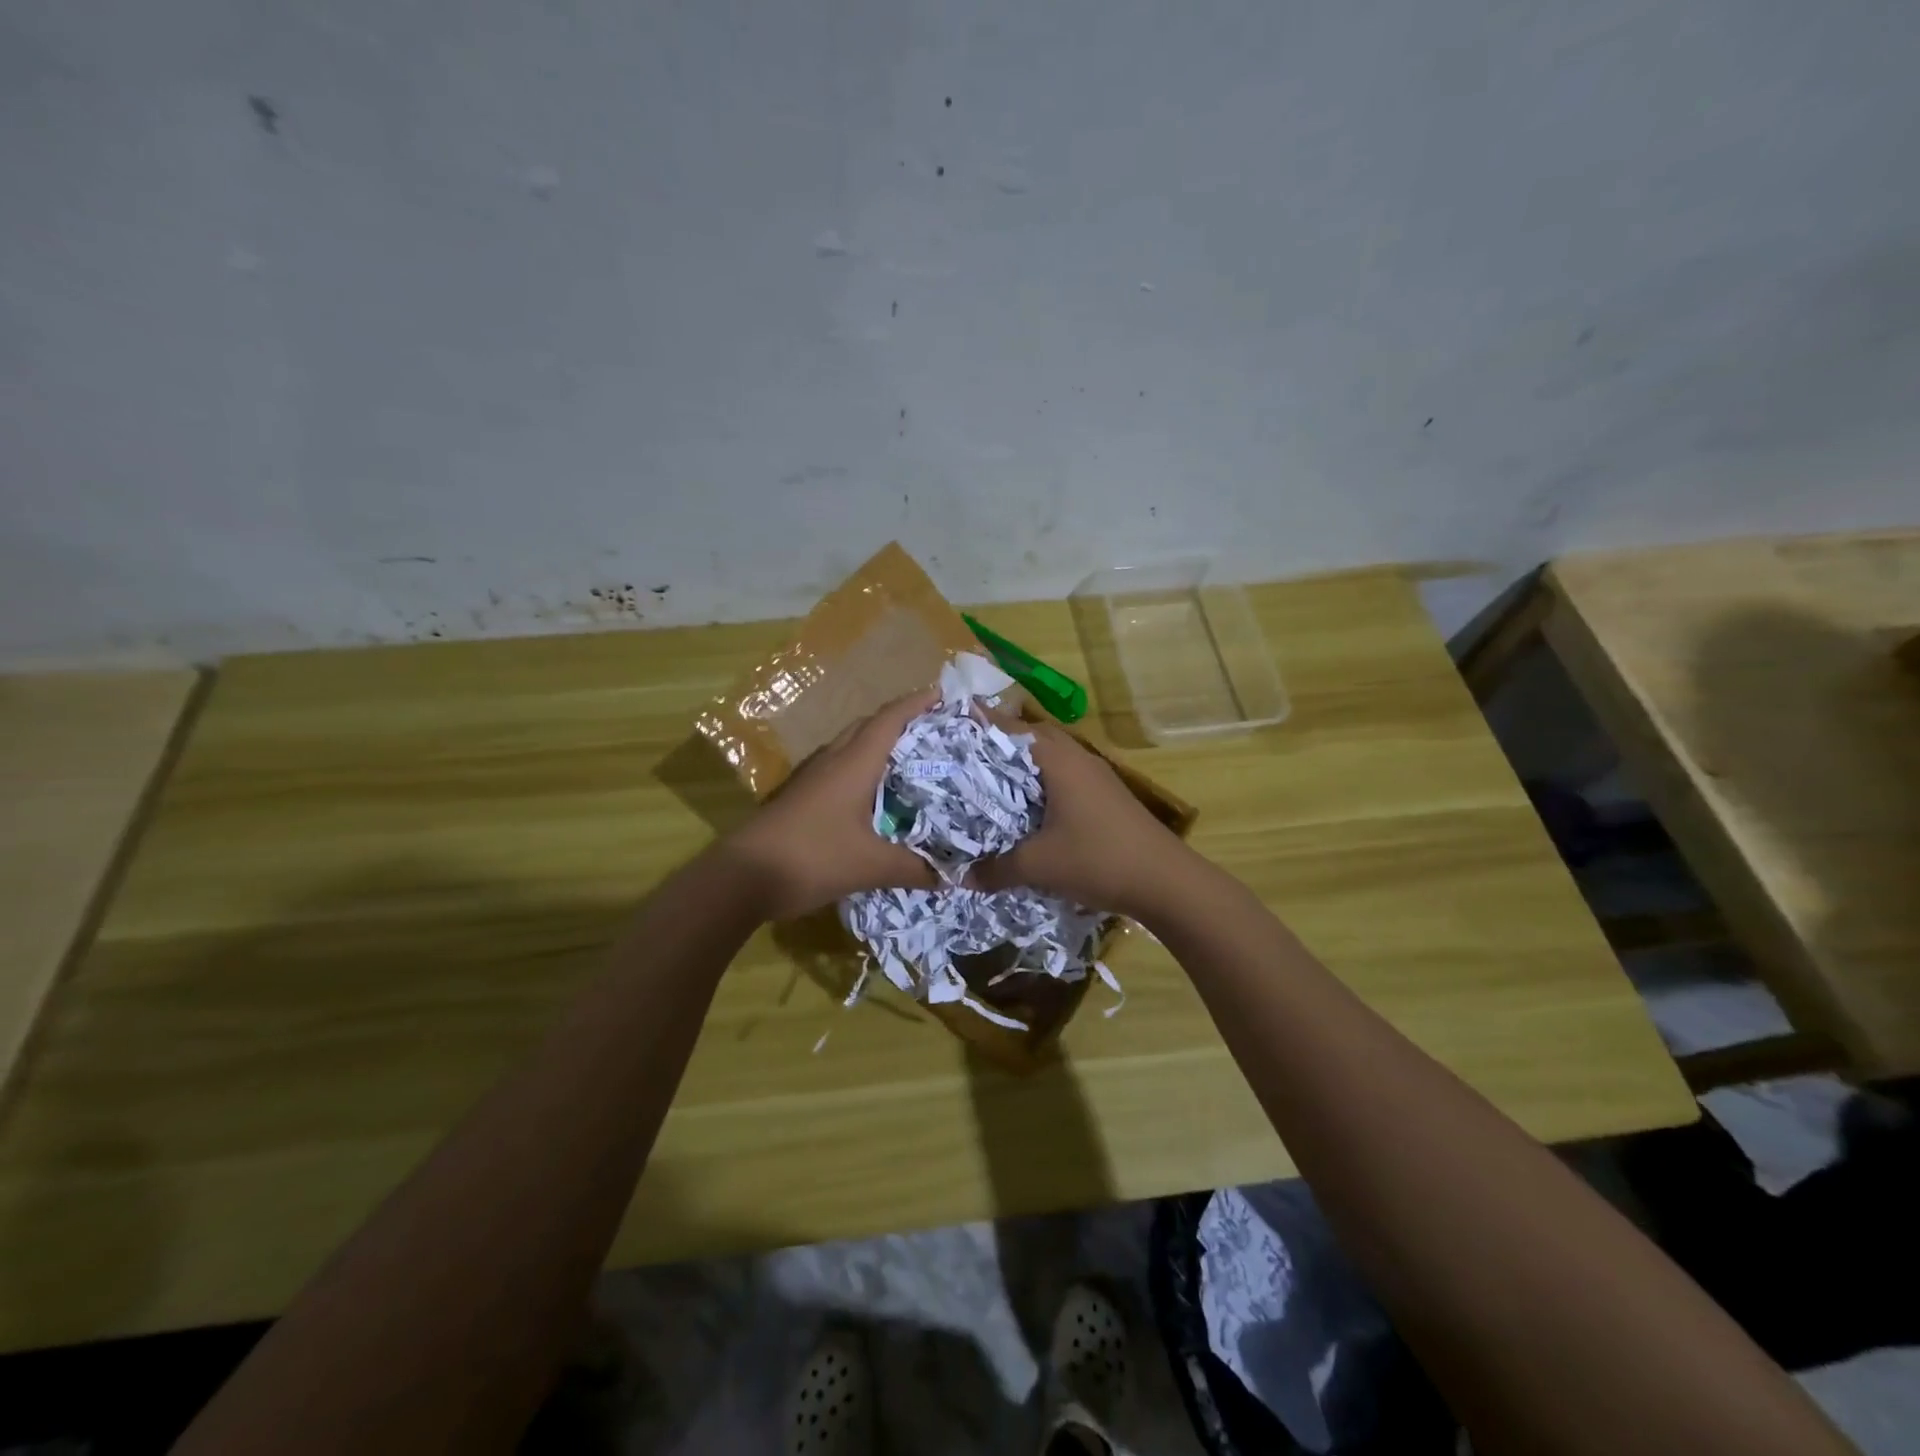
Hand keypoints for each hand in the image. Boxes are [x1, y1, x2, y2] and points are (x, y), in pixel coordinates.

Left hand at [724, 689, 939, 920]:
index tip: (942, 694)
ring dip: (878, 745)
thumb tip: (951, 876)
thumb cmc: (811, 857)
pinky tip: (874, 795)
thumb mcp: (870, 866)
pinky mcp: (800, 797)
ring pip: (850, 747)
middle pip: (868, 726)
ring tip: (910, 760)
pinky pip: (839, 769)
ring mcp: (811, 778)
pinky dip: (862, 769)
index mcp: (853, 764)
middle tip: (932, 730)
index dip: (915, 703)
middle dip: (900, 720)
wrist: (741, 876)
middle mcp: (832, 761)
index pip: (889, 720)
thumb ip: (913, 869)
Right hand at [967, 711, 1188, 915]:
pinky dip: (1039, 785)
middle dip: (997, 744)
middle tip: (962, 755)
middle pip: (1031, 739)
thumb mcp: (1039, 866)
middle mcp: (1077, 758)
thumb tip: (960, 877)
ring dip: (1021, 766)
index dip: (981, 723)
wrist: (1166, 882)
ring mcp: (1095, 777)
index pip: (1012, 728)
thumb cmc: (1099, 859)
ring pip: (1049, 760)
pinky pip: (1062, 779)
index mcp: (1059, 760)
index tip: (949, 722)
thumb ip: (996, 868)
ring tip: (987, 781)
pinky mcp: (1105, 797)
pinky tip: (1026, 809)